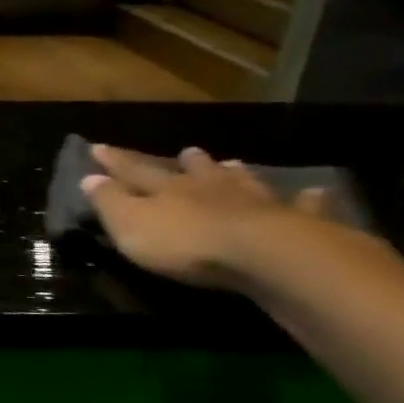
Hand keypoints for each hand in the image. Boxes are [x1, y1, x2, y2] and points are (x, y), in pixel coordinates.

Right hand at [81, 143, 328, 290]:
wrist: (263, 255)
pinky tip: (315, 192)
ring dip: (234, 174)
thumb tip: (88, 177)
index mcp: (167, 189)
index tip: (98, 147)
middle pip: (196, 171)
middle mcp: (210, 188)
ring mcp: (255, 202)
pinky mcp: (296, 223)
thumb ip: (109, 202)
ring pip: (242, 182)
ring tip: (233, 164)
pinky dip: (307, 200)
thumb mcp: (130, 225)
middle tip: (186, 151)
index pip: (135, 170)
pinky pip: (303, 206)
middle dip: (187, 163)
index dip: (115, 161)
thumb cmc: (186, 243)